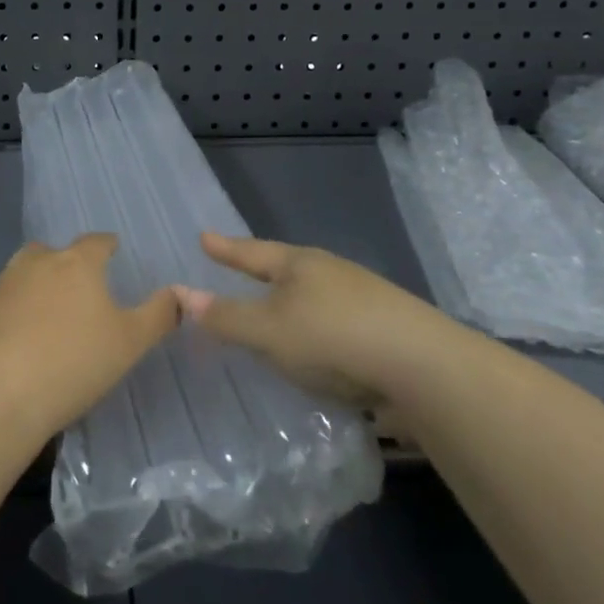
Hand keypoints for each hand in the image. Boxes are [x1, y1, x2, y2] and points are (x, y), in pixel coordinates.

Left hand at [0, 234, 177, 445]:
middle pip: (55, 252)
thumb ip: (158, 315)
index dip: (108, 246)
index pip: (97, 241)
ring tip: (53, 314)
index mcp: (76, 262)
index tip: (114, 253)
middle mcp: (37, 263)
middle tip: (83, 290)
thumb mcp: (129, 343)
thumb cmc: (73, 363)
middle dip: (68, 264)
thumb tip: (180, 293)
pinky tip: (24, 341)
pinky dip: (17, 313)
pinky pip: (6, 303)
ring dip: (39, 286)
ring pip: (26, 274)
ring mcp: (3, 286)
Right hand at [171, 232, 435, 415]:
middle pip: (287, 269)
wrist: (422, 366)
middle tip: (239, 269)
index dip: (226, 249)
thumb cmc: (332, 337)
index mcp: (300, 264)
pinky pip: (335, 323)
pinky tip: (318, 350)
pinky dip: (317, 331)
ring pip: (314, 297)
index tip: (204, 237)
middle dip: (262, 271)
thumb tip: (182, 295)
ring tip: (275, 313)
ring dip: (292, 304)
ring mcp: (362, 299)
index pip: (252, 252)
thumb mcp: (269, 331)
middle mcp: (331, 273)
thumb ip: (226, 317)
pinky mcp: (384, 329)